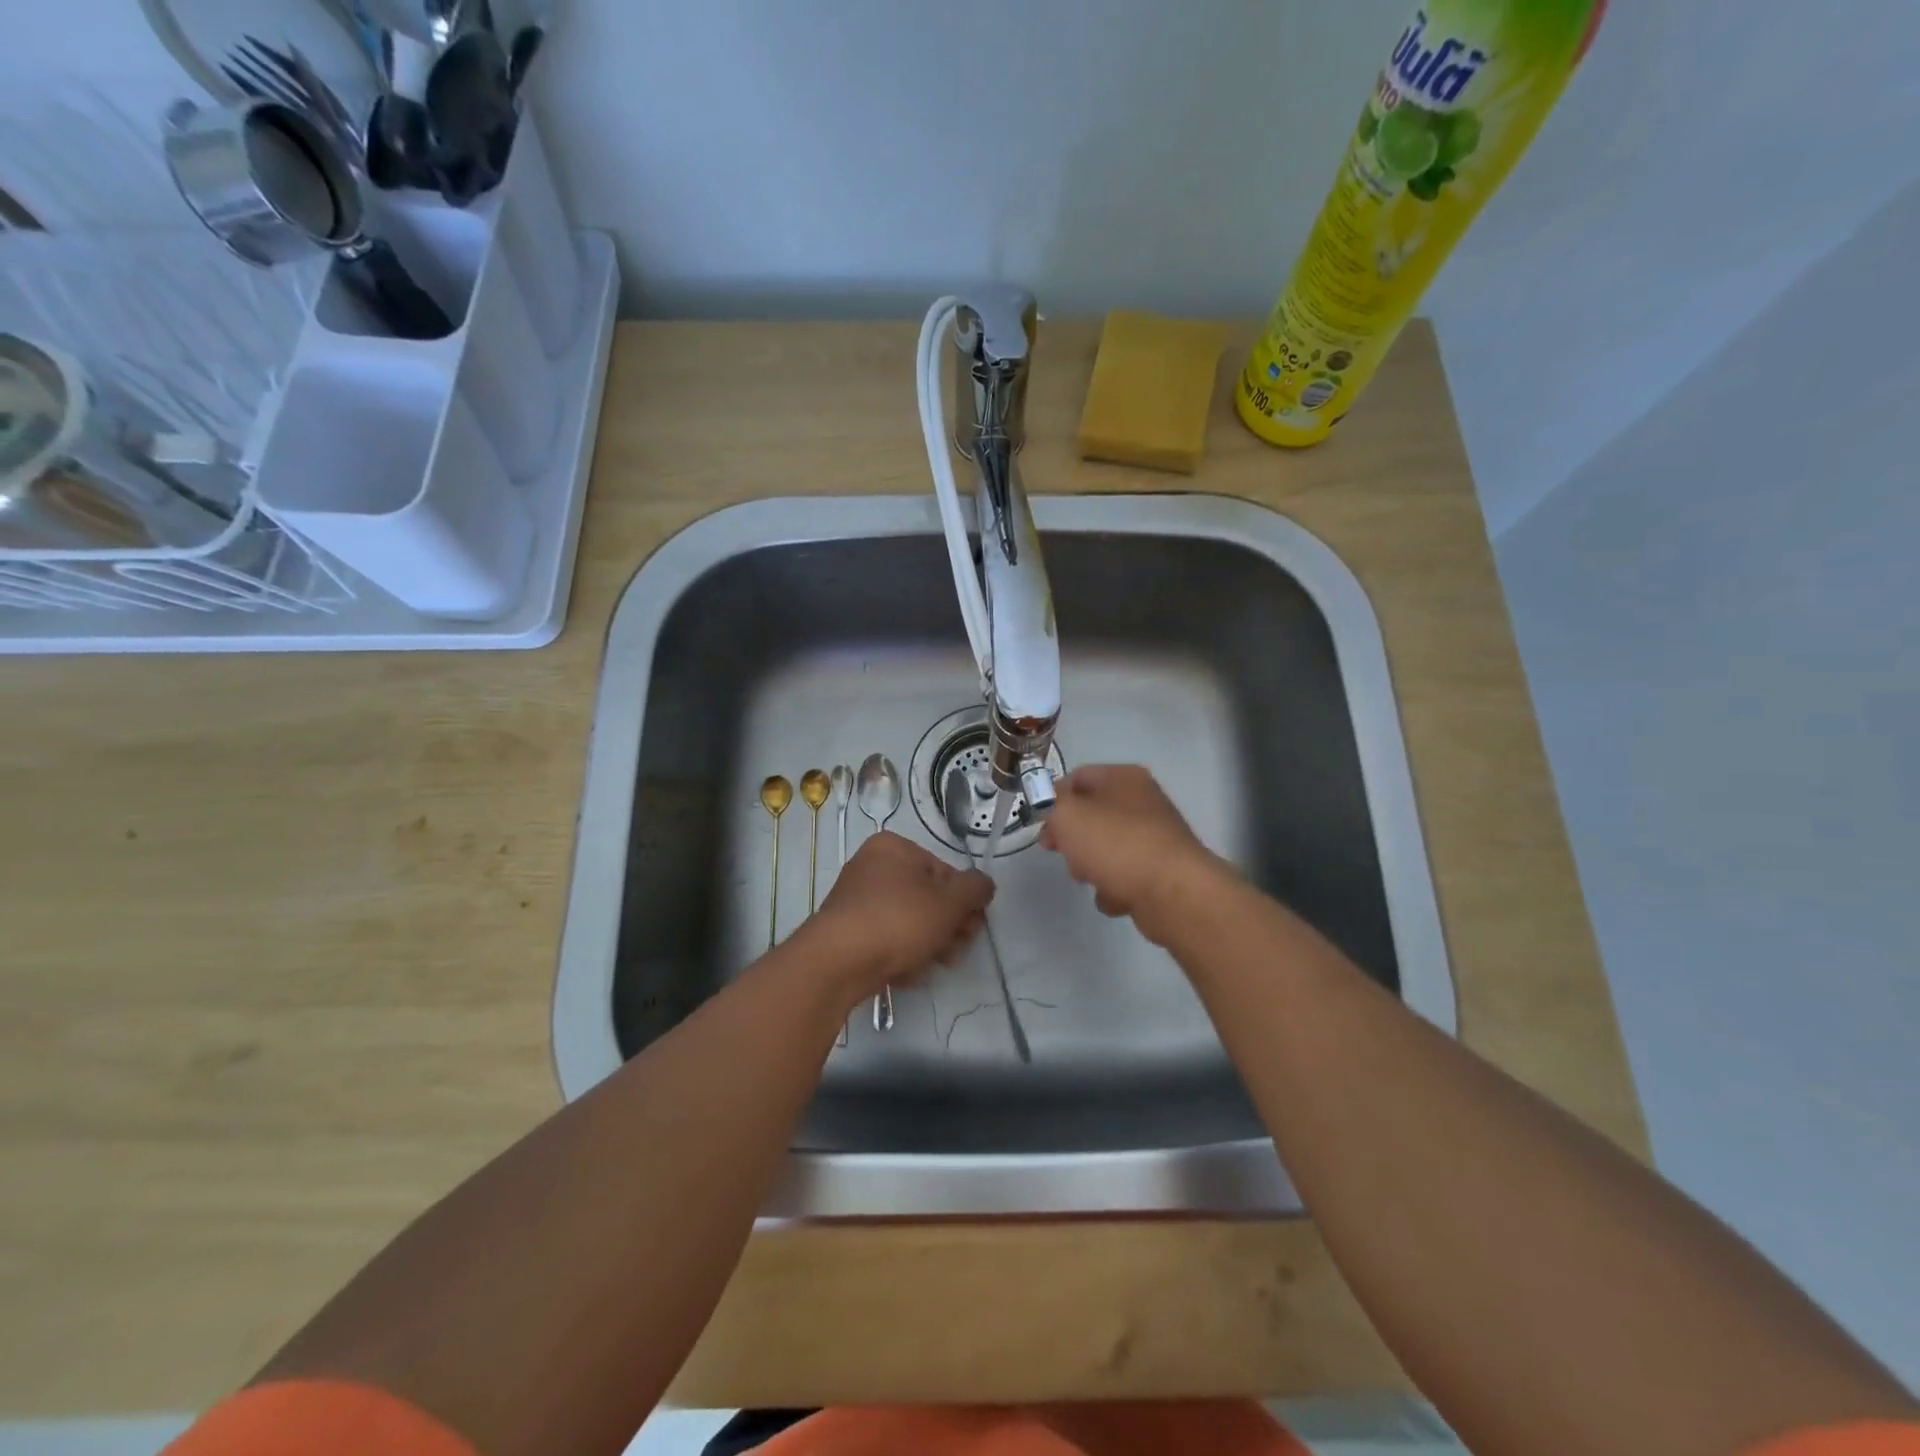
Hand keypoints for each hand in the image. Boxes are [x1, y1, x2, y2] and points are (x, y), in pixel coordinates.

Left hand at [805, 832, 993, 1002]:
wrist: (838, 962)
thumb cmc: (899, 920)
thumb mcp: (949, 902)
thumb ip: (975, 889)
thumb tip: (984, 884)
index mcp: (893, 847)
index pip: (943, 870)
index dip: (963, 900)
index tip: (973, 925)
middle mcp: (871, 866)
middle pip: (925, 896)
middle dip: (948, 924)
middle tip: (958, 948)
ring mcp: (855, 899)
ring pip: (907, 919)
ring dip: (929, 942)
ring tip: (936, 963)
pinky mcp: (846, 931)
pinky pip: (884, 938)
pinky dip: (900, 952)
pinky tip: (909, 971)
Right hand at [1038, 764, 1228, 945]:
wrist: (1174, 893)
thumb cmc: (1117, 844)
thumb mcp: (1068, 814)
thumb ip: (1048, 802)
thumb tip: (1049, 803)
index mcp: (1124, 778)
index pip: (1076, 778)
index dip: (1052, 799)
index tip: (1039, 825)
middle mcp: (1142, 802)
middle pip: (1090, 815)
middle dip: (1070, 837)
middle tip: (1058, 852)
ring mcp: (1154, 837)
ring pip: (1105, 847)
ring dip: (1089, 866)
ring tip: (1090, 878)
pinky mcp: (1161, 871)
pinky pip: (1123, 875)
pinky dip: (1114, 887)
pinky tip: (1116, 896)